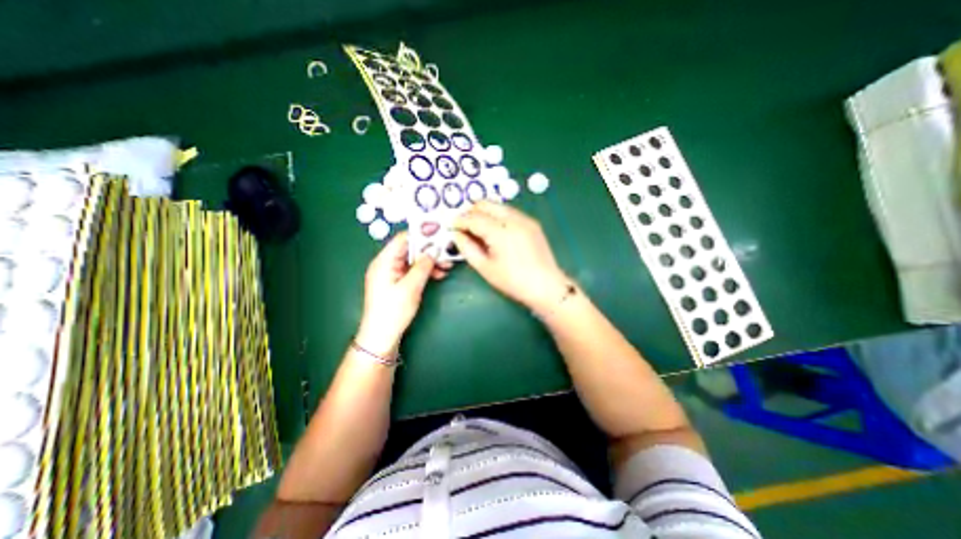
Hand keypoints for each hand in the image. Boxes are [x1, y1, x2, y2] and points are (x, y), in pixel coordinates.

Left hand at [358, 231, 453, 353]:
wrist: (381, 337)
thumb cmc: (393, 311)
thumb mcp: (411, 287)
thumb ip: (423, 266)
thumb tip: (433, 250)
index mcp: (384, 261)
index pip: (403, 238)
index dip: (421, 234)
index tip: (439, 233)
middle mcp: (387, 263)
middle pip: (410, 249)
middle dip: (429, 250)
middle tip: (447, 252)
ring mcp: (392, 273)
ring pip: (413, 260)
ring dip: (429, 262)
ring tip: (446, 266)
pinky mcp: (397, 282)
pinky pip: (412, 271)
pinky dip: (425, 271)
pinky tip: (438, 274)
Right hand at [454, 200, 567, 311]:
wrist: (546, 286)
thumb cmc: (513, 281)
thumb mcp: (485, 268)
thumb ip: (467, 248)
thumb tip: (457, 234)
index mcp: (500, 232)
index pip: (474, 218)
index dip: (459, 221)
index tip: (452, 226)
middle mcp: (513, 219)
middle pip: (486, 204)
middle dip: (471, 212)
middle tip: (463, 225)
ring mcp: (525, 219)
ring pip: (498, 206)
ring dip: (484, 213)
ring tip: (478, 229)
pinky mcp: (532, 223)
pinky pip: (509, 212)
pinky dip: (497, 216)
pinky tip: (495, 231)